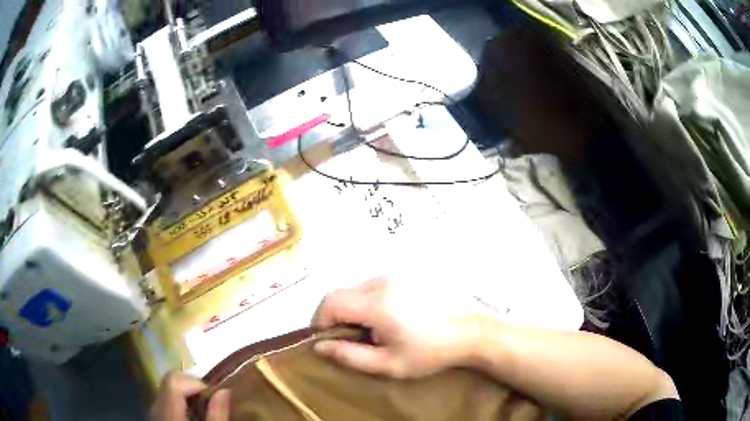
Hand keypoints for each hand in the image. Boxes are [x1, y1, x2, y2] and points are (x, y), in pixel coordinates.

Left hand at [150, 372, 229, 420]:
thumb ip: (217, 413)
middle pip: (168, 383)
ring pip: (166, 392)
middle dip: (190, 387)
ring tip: (203, 410)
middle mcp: (156, 407)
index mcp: (169, 410)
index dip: (194, 382)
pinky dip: (178, 404)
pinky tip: (191, 418)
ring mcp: (153, 414)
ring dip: (185, 395)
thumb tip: (224, 391)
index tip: (213, 395)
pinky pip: (164, 403)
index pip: (174, 379)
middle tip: (210, 401)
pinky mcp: (155, 420)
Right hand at [311, 277, 491, 378]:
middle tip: (349, 339)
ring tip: (372, 331)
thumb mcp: (389, 364)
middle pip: (341, 293)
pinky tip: (387, 318)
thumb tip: (320, 347)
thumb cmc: (431, 351)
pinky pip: (374, 286)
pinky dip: (369, 301)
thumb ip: (350, 356)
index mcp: (378, 303)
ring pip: (356, 289)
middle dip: (335, 316)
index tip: (328, 340)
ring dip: (353, 309)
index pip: (330, 302)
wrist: (472, 331)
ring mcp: (397, 275)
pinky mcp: (407, 275)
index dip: (320, 321)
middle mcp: (383, 282)